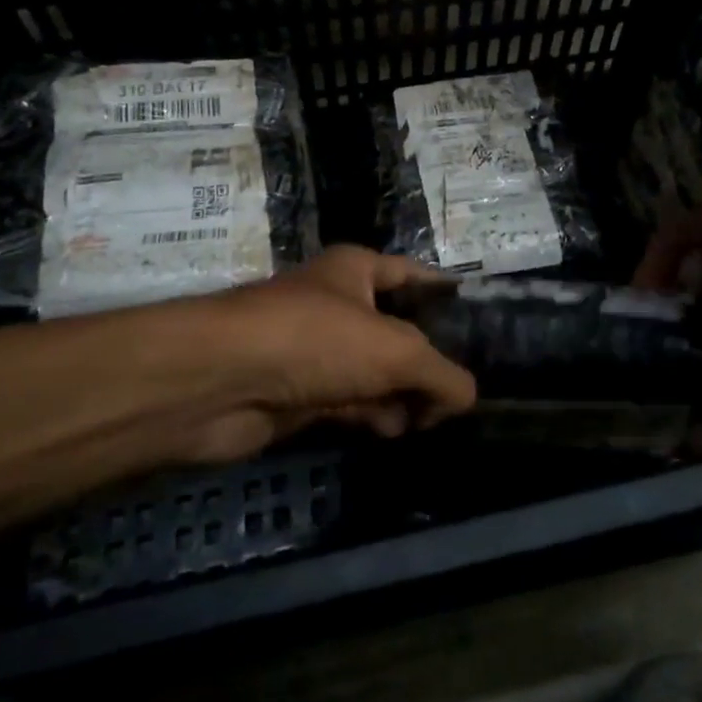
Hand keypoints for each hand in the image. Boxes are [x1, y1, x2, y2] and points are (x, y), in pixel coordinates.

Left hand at [173, 246, 475, 464]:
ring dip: (403, 394)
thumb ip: (443, 374)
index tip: (478, 319)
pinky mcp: (301, 393)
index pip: (413, 276)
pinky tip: (397, 432)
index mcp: (357, 270)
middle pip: (398, 330)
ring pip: (375, 371)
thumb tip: (465, 398)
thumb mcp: (396, 350)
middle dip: (428, 359)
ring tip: (430, 419)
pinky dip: (375, 415)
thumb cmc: (316, 339)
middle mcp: (338, 304)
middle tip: (460, 390)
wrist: (222, 381)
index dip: (445, 293)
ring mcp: (318, 350)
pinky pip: (351, 402)